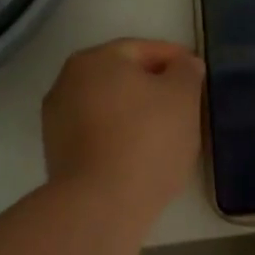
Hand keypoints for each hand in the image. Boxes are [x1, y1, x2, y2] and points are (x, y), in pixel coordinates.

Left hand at [42, 39, 204, 211]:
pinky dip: (119, 135)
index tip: (197, 75)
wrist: (99, 205)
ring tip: (166, 132)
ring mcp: (57, 118)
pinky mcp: (57, 153)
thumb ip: (186, 71)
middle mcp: (68, 81)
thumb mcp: (183, 97)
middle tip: (185, 103)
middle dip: (154, 86)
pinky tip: (141, 153)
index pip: (143, 49)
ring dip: (135, 112)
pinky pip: (98, 132)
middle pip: (122, 76)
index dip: (175, 59)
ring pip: (109, 105)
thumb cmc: (146, 140)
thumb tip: (183, 65)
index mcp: (96, 59)